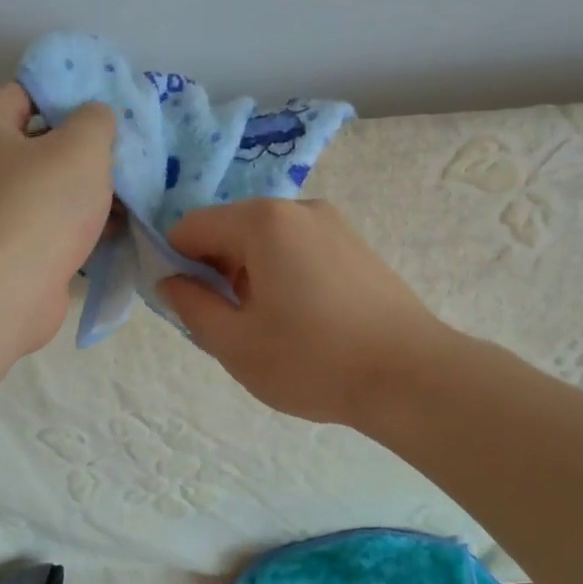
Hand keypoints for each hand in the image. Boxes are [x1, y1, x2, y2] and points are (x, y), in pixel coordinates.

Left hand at [0, 83, 115, 354]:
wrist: (4, 293)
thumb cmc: (39, 206)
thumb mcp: (81, 147)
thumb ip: (96, 120)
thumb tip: (95, 119)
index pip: (24, 92)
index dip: (65, 92)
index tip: (106, 103)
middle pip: (41, 142)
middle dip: (85, 146)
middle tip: (127, 148)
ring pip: (51, 188)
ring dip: (89, 189)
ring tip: (133, 189)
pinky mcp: (12, 250)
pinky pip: (53, 225)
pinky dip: (81, 224)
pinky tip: (118, 225)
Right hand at [158, 199, 449, 426]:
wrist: (411, 375)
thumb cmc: (314, 361)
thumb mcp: (236, 344)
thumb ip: (191, 306)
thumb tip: (171, 281)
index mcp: (263, 222)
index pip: (192, 226)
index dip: (176, 262)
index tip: (186, 305)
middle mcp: (299, 208)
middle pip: (232, 228)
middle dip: (216, 269)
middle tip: (229, 323)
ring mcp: (333, 224)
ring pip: (267, 240)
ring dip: (251, 274)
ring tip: (270, 327)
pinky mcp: (356, 244)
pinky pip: (300, 248)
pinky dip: (284, 273)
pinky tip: (303, 318)